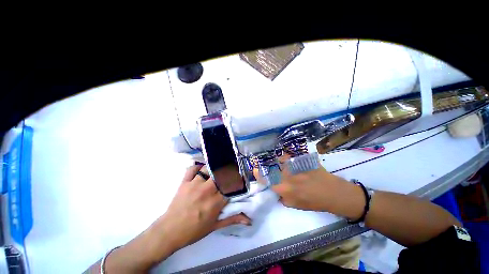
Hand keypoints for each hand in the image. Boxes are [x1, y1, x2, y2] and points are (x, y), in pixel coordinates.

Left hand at [156, 165, 250, 249]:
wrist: (170, 231)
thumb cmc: (194, 230)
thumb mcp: (215, 226)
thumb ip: (233, 219)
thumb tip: (249, 221)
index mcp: (216, 201)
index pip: (231, 185)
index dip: (236, 180)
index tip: (239, 177)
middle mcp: (207, 190)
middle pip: (221, 174)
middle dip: (227, 171)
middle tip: (229, 170)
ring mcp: (195, 184)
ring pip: (208, 169)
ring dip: (213, 168)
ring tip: (216, 169)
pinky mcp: (184, 182)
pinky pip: (192, 169)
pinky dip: (197, 167)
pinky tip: (201, 168)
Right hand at [254, 155, 358, 212]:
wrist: (333, 193)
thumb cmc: (314, 202)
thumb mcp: (295, 205)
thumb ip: (283, 198)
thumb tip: (278, 191)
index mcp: (285, 188)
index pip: (267, 180)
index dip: (259, 174)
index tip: (254, 169)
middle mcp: (287, 176)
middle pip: (271, 168)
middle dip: (266, 166)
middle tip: (265, 165)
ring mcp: (295, 166)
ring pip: (280, 160)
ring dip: (277, 161)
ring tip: (277, 163)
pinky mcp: (302, 160)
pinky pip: (290, 156)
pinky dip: (286, 156)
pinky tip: (287, 158)